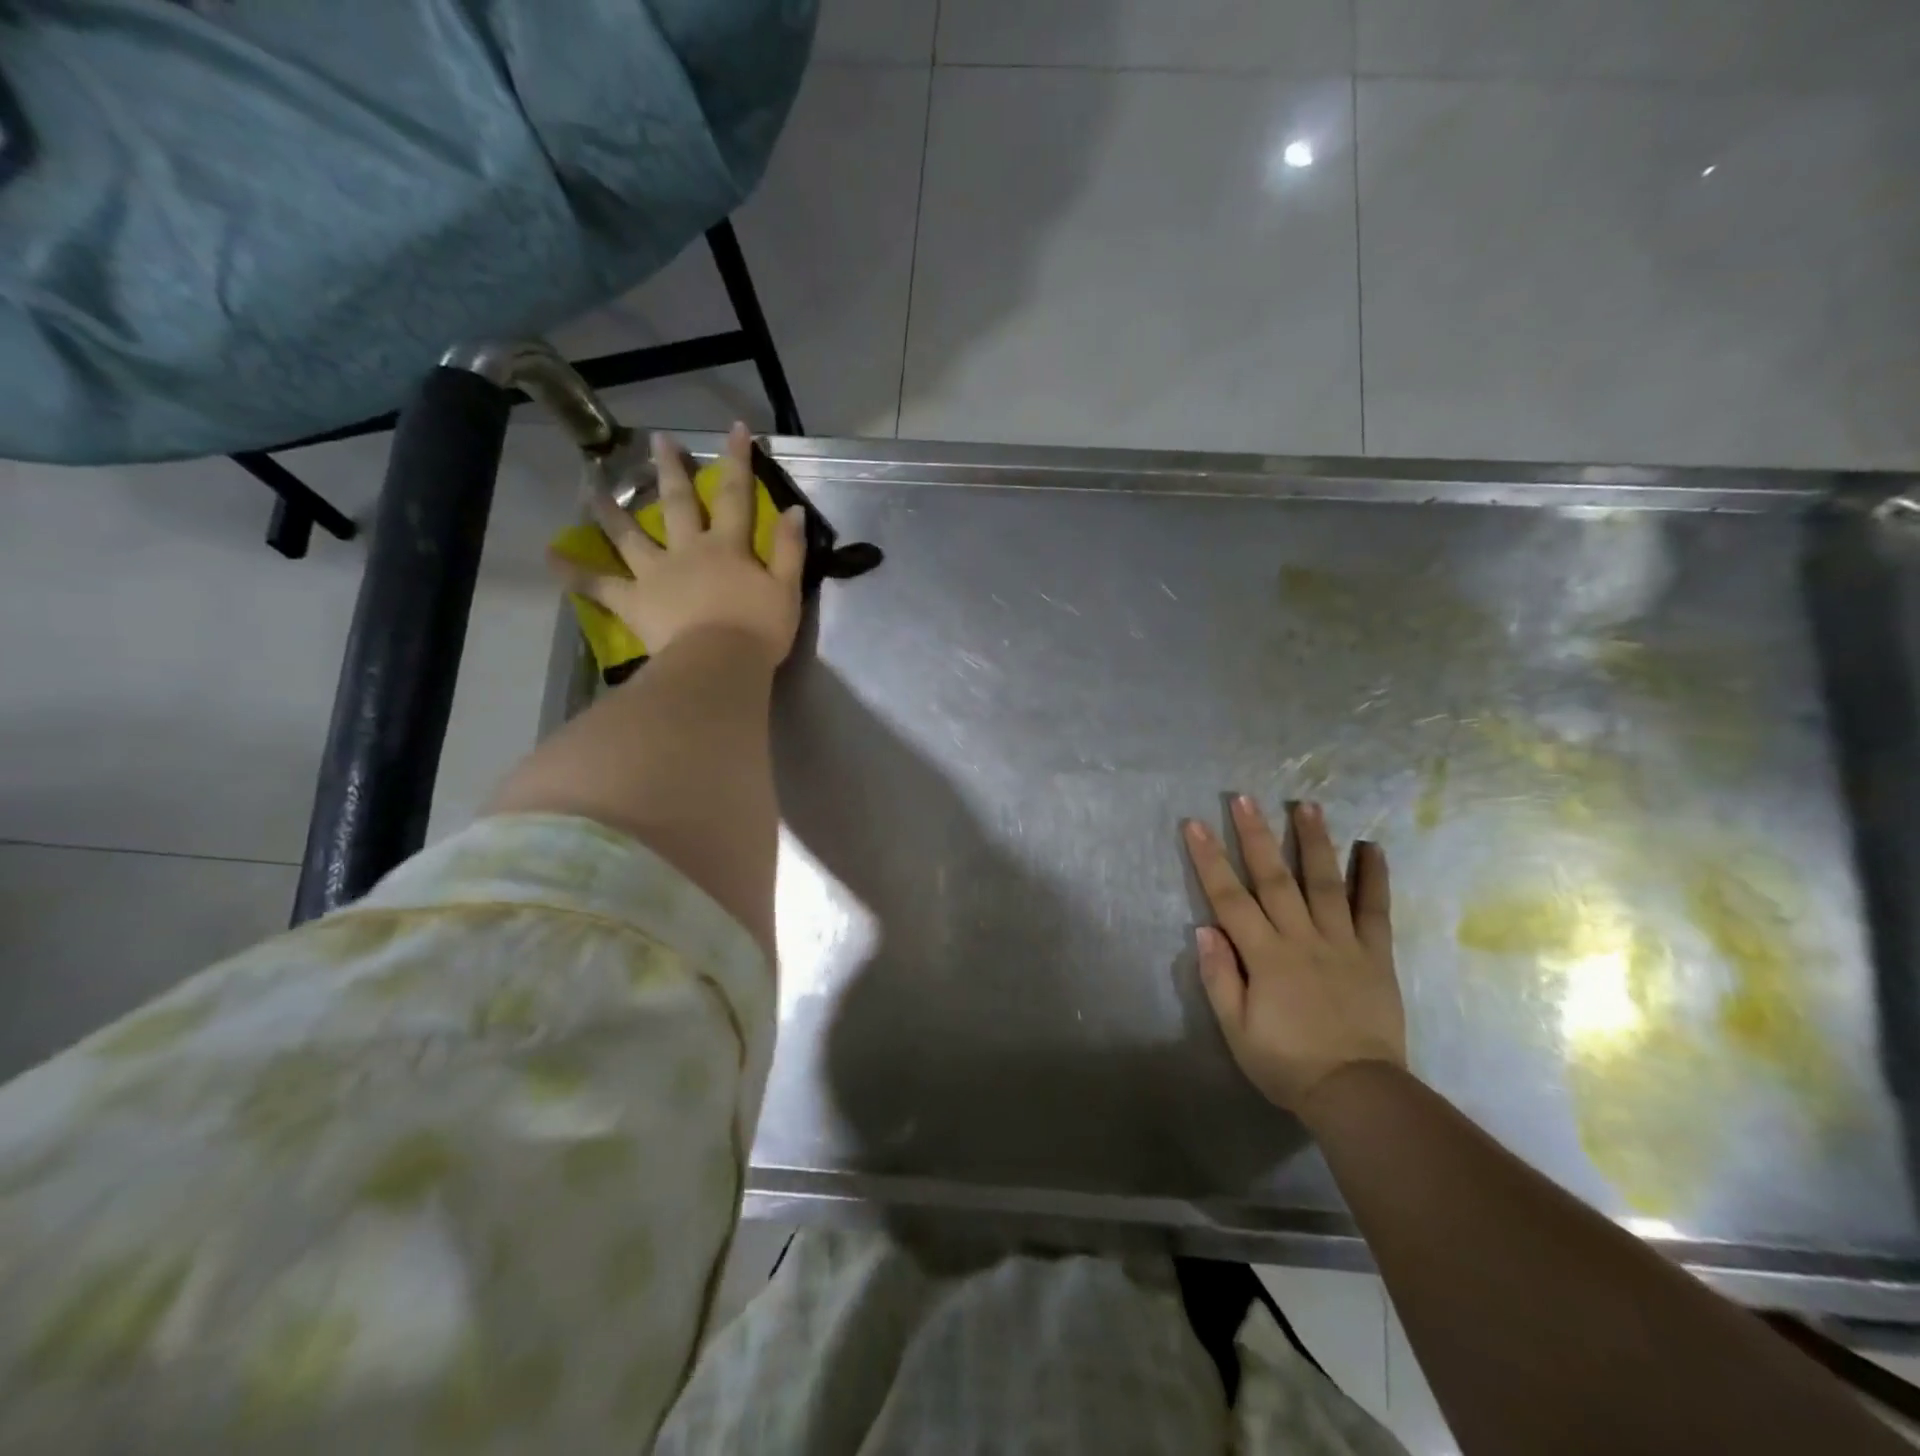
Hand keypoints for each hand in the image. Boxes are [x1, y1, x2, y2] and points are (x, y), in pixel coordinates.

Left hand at [551, 422, 806, 667]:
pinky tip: (551, 557)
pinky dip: (575, 573)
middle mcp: (688, 550)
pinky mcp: (634, 602)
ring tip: (592, 489)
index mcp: (728, 547)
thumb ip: (789, 549)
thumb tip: (793, 509)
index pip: (735, 495)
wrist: (720, 664)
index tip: (736, 429)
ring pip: (630, 536)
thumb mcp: (786, 590)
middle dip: (670, 470)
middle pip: (677, 503)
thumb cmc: (759, 631)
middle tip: (658, 440)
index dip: (737, 460)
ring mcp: (655, 574)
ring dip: (611, 510)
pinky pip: (600, 585)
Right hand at [1183, 797, 1405, 1115]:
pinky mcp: (1375, 955)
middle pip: (1274, 878)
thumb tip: (1205, 929)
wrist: (1357, 1093)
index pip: (1229, 898)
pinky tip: (1371, 848)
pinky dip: (1373, 877)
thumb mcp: (1237, 1030)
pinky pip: (1375, 910)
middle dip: (1256, 835)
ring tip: (1307, 805)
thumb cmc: (1287, 1063)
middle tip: (1244, 798)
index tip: (1195, 825)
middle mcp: (1302, 938)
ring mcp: (1342, 943)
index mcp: (1265, 956)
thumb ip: (1220, 977)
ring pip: (1324, 882)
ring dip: (1314, 841)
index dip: (1209, 859)